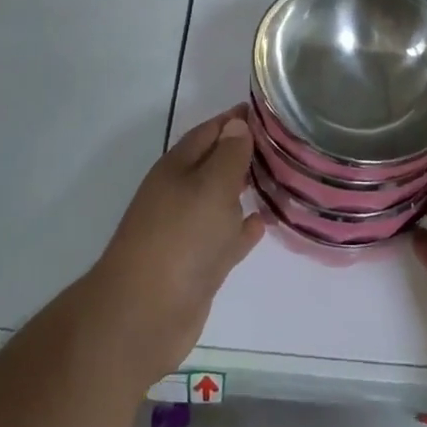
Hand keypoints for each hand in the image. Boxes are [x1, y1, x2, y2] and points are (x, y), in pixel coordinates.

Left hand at [86, 106, 265, 387]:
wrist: (143, 315)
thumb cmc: (179, 239)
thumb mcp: (210, 187)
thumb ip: (228, 155)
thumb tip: (236, 124)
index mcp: (178, 168)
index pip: (210, 131)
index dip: (236, 120)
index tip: (268, 111)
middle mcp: (181, 193)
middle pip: (216, 164)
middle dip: (244, 152)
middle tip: (283, 145)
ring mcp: (188, 231)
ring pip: (222, 201)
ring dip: (245, 189)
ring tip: (280, 179)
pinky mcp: (198, 265)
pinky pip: (226, 237)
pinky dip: (243, 228)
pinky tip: (263, 223)